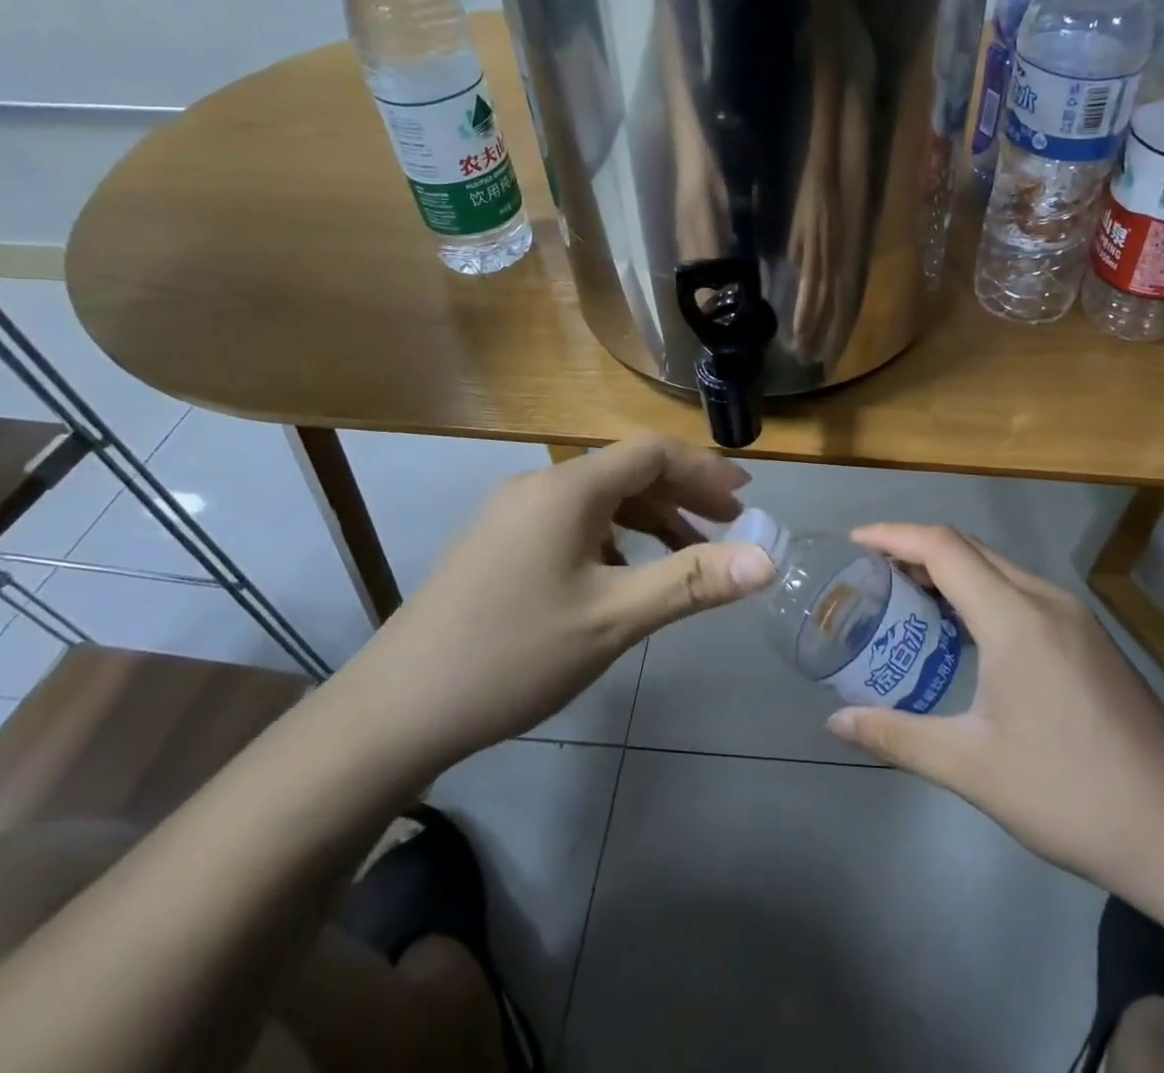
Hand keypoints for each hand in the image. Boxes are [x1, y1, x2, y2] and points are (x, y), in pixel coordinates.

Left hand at [340, 435, 775, 772]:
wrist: (396, 710)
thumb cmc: (514, 654)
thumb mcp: (614, 618)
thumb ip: (692, 581)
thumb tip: (767, 558)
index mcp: (568, 487)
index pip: (652, 452)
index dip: (704, 469)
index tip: (744, 498)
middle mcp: (539, 485)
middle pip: (627, 471)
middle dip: (682, 494)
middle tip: (726, 526)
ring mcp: (512, 513)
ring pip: (599, 499)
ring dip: (649, 518)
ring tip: (685, 555)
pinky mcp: (497, 543)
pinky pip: (572, 522)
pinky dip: (613, 537)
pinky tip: (623, 576)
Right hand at [825, 524, 1163, 893]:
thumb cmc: (1067, 794)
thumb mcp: (971, 768)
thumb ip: (897, 736)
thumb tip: (836, 722)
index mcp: (1015, 617)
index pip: (942, 547)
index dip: (893, 535)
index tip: (853, 542)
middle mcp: (1046, 599)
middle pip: (969, 548)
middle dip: (915, 549)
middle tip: (871, 573)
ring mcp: (1074, 616)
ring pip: (998, 567)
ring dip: (950, 570)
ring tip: (907, 596)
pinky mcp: (1090, 636)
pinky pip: (1021, 590)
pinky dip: (980, 591)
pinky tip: (964, 630)